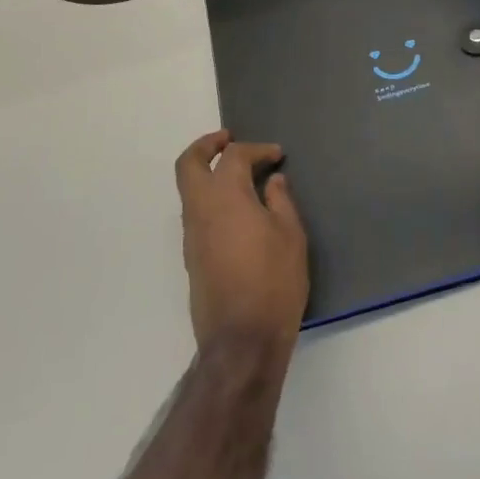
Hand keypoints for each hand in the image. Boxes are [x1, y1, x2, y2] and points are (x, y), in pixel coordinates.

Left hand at [174, 132, 308, 355]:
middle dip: (206, 145)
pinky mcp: (192, 257)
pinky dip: (211, 198)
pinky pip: (196, 213)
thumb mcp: (291, 236)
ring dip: (208, 173)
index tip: (277, 155)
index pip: (234, 156)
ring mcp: (191, 235)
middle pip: (188, 164)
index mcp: (225, 196)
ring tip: (240, 175)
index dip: (257, 149)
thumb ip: (280, 201)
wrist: (241, 339)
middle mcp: (200, 209)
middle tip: (228, 139)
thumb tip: (272, 181)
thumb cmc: (274, 281)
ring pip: (188, 189)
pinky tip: (239, 210)